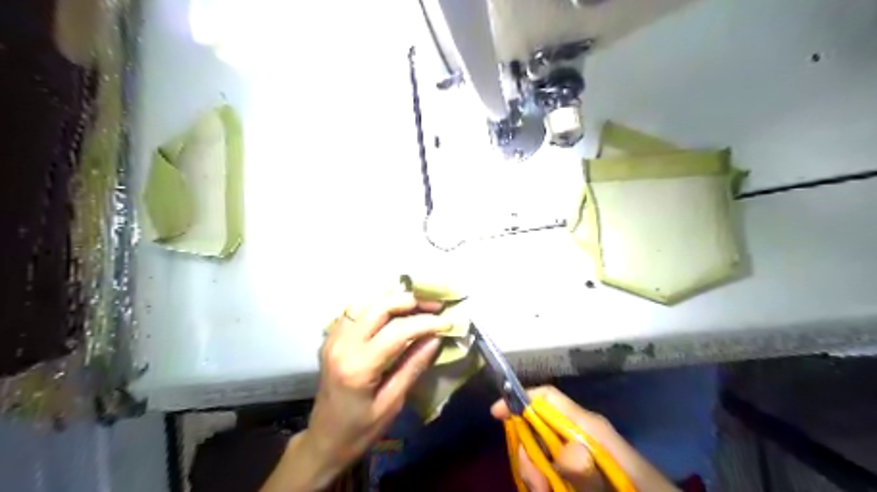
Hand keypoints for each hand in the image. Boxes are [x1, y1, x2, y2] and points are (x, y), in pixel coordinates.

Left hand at [304, 287, 452, 485]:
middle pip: (379, 306)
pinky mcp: (331, 337)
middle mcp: (342, 344)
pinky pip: (355, 308)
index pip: (397, 330)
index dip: (425, 322)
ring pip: (366, 300)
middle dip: (411, 300)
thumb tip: (436, 337)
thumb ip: (413, 366)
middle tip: (435, 305)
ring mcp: (333, 337)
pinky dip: (377, 302)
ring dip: (394, 297)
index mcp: (358, 366)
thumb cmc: (360, 430)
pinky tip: (393, 308)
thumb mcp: (392, 404)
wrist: (323, 439)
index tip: (446, 322)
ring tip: (419, 302)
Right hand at [490, 387, 673, 488]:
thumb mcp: (618, 484)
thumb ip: (590, 475)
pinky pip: (553, 468)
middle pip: (539, 426)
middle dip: (526, 448)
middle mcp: (581, 434)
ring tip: (546, 490)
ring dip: (536, 472)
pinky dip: (546, 481)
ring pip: (542, 451)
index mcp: (590, 426)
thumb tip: (563, 453)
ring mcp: (581, 453)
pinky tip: (551, 490)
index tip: (496, 414)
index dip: (520, 398)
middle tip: (534, 481)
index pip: (548, 398)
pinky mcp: (582, 469)